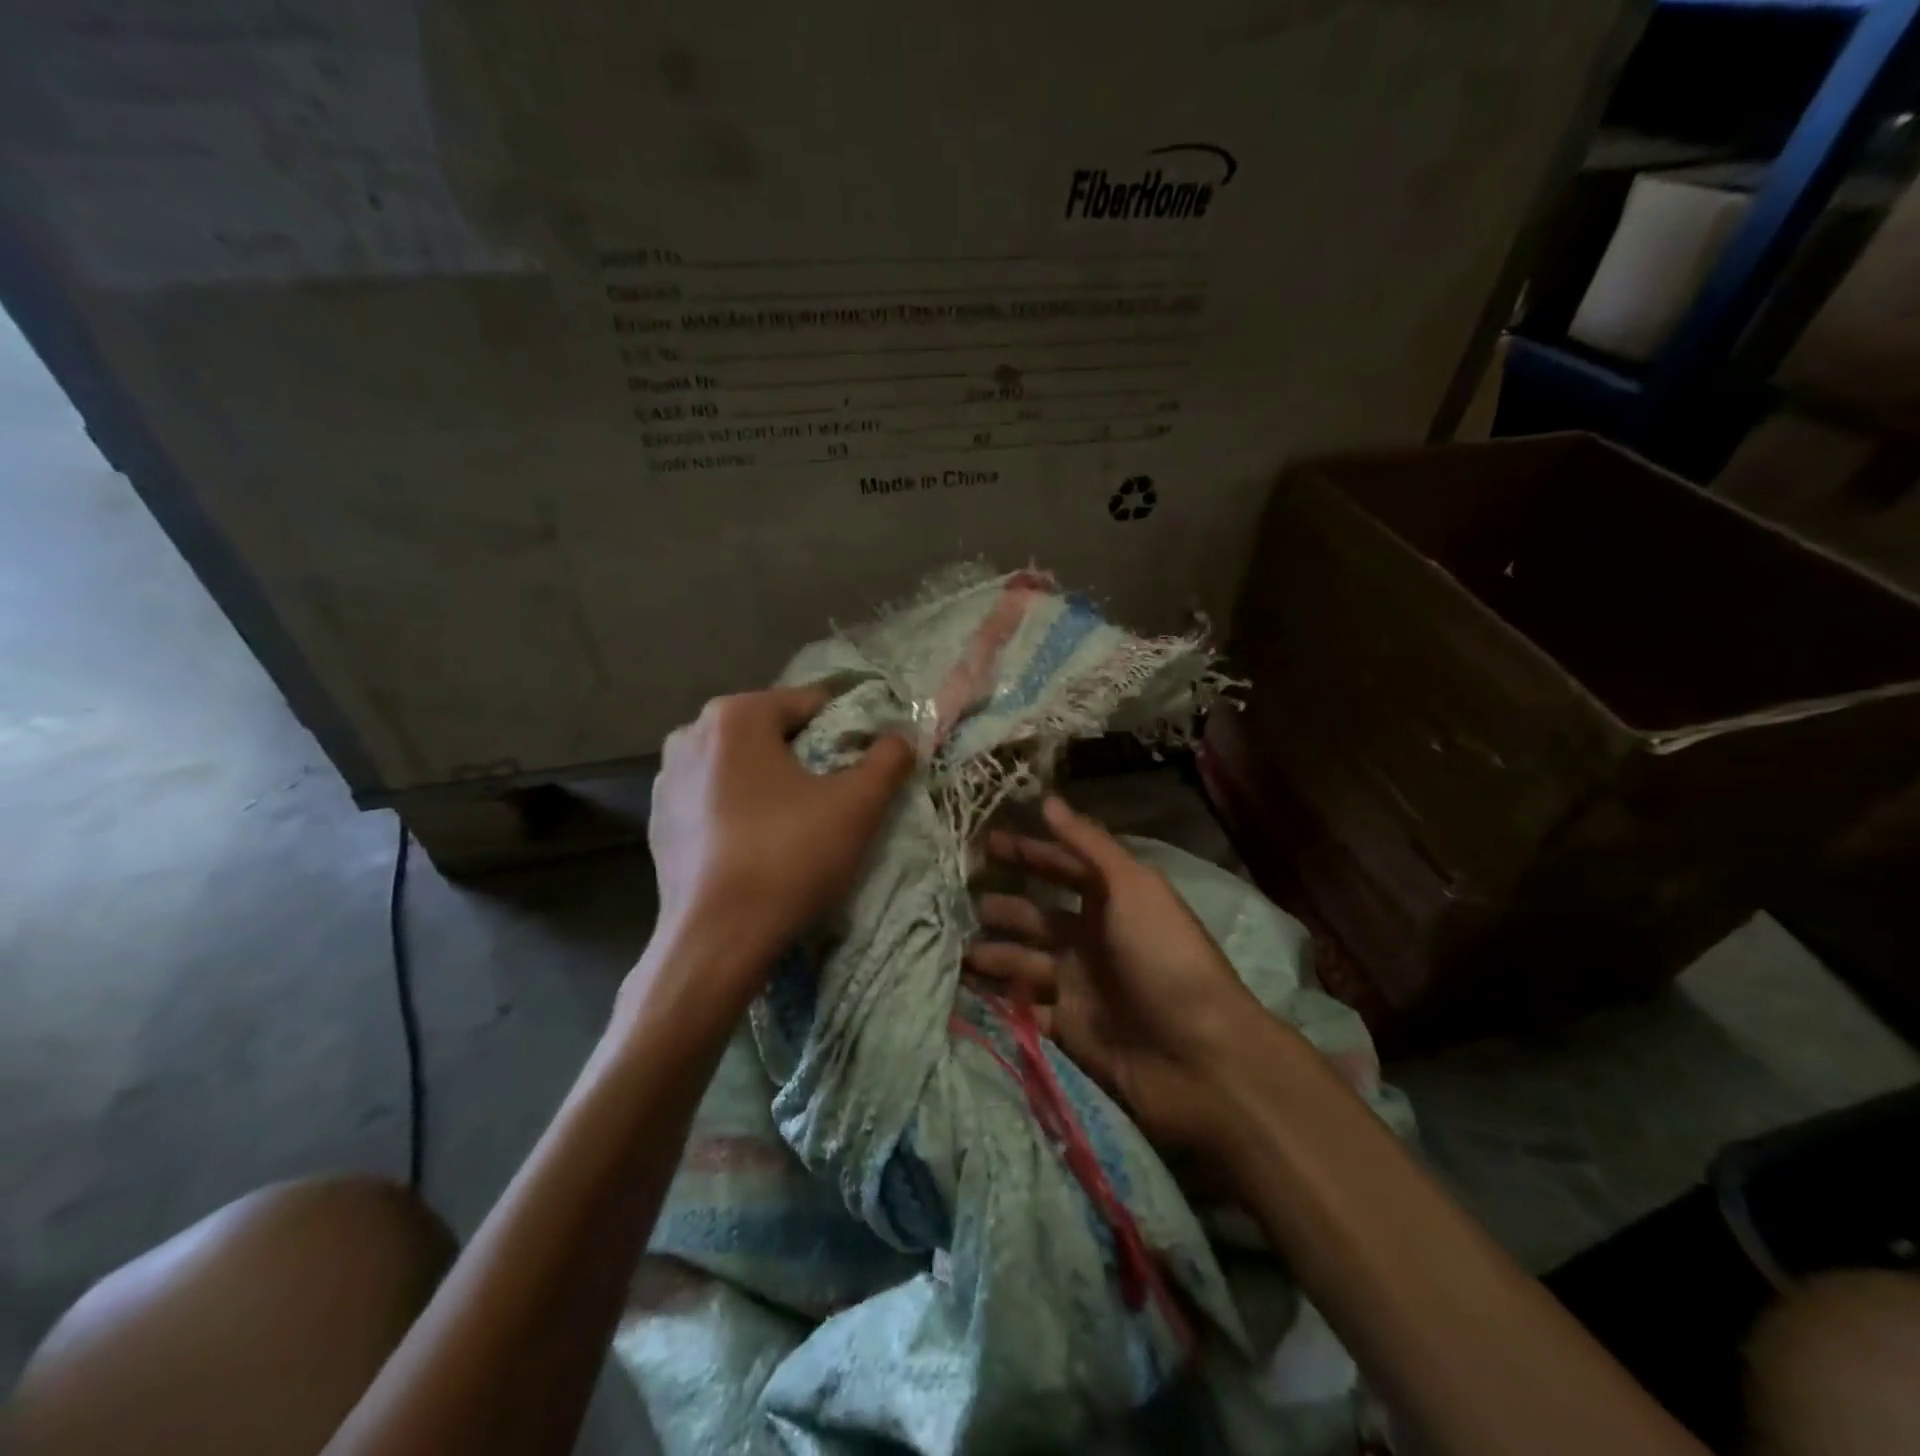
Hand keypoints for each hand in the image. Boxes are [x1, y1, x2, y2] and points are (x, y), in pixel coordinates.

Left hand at [642, 686, 914, 1001]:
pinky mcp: (659, 823)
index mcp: (735, 716)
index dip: (847, 730)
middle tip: (835, 796)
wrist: (716, 942)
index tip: (866, 765)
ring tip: (799, 824)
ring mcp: (667, 781)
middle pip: (772, 733)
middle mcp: (691, 735)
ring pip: (742, 767)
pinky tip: (759, 847)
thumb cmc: (789, 857)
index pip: (810, 704)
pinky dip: (741, 811)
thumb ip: (888, 759)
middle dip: (807, 757)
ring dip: (772, 784)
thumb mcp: (858, 804)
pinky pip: (715, 800)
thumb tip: (900, 738)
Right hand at [966, 796, 1271, 1156]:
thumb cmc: (1166, 958)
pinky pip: (1023, 1007)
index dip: (1027, 853)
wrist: (1199, 1058)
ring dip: (991, 952)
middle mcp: (1092, 938)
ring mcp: (1078, 985)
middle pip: (1036, 915)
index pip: (1061, 867)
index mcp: (1112, 901)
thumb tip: (1048, 800)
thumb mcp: (1133, 888)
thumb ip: (1089, 845)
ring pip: (1023, 961)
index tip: (984, 842)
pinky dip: (997, 999)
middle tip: (954, 898)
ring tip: (952, 946)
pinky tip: (963, 989)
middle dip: (1000, 906)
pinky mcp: (1068, 1028)